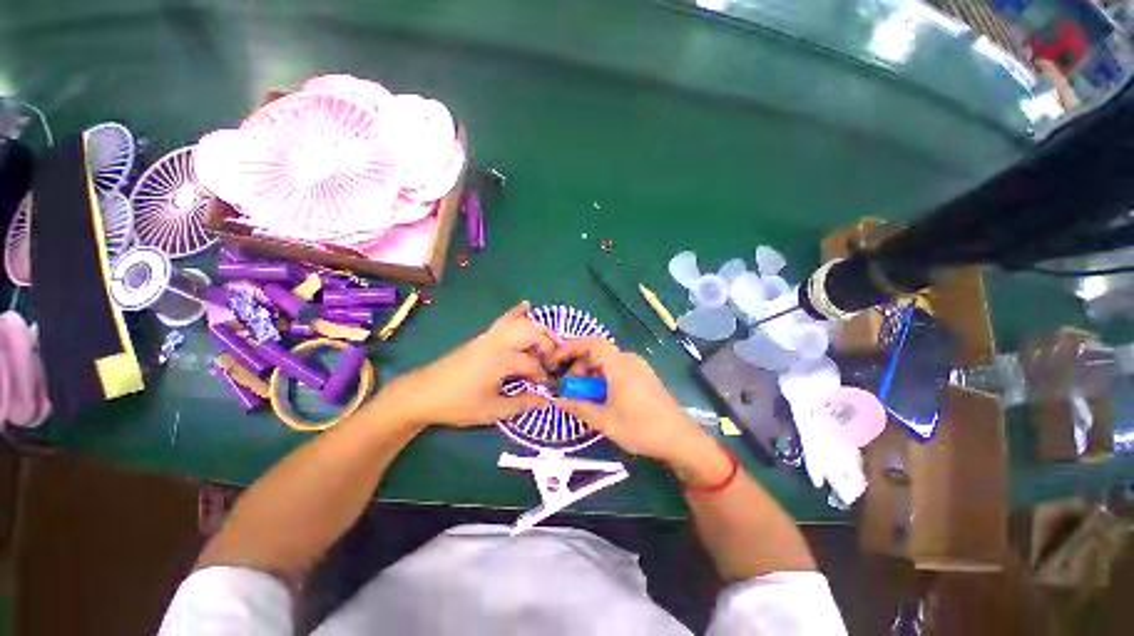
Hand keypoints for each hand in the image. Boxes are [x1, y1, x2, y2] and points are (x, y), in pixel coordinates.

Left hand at [377, 302, 554, 427]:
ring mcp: (490, 336)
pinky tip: (526, 306)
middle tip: (553, 361)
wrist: (423, 393)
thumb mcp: (492, 410)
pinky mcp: (483, 337)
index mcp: (502, 360)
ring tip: (547, 344)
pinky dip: (517, 313)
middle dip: (548, 345)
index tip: (549, 387)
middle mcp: (499, 342)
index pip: (533, 364)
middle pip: (532, 332)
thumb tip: (546, 400)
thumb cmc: (458, 404)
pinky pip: (504, 320)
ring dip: (538, 330)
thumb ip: (522, 403)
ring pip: (520, 323)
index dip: (544, 376)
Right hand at [551, 338, 715, 468]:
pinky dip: (603, 378)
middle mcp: (628, 359)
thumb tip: (557, 400)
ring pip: (606, 362)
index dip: (570, 347)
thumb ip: (579, 407)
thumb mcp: (605, 421)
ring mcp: (638, 367)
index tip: (554, 361)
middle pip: (596, 353)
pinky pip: (617, 369)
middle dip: (578, 368)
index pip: (590, 343)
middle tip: (569, 390)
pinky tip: (601, 397)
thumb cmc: (641, 428)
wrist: (680, 439)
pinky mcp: (644, 375)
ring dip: (590, 375)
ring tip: (583, 397)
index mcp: (618, 365)